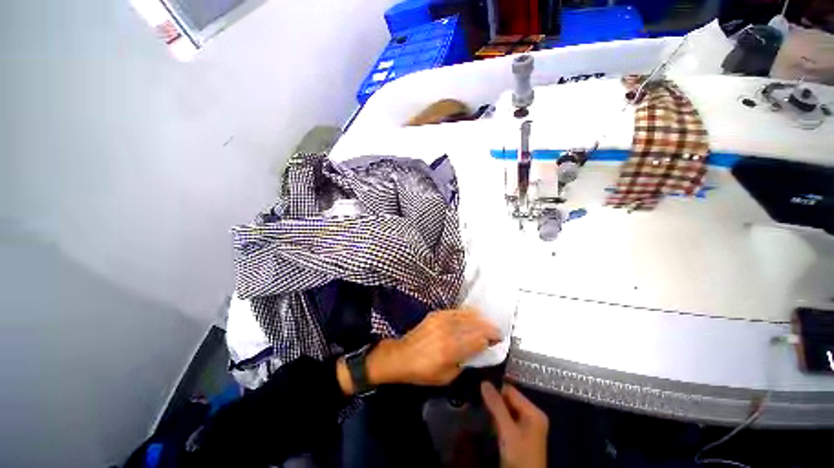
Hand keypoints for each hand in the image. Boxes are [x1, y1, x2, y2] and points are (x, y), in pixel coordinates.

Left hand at [372, 309, 500, 386]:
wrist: (401, 356)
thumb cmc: (423, 372)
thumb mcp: (446, 376)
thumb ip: (464, 363)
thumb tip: (477, 351)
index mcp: (451, 350)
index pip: (477, 341)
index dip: (489, 339)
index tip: (497, 340)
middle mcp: (448, 332)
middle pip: (474, 326)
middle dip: (489, 328)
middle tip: (497, 331)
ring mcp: (441, 320)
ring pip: (466, 316)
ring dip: (480, 319)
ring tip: (488, 322)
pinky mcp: (436, 314)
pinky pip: (455, 311)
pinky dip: (467, 312)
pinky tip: (473, 313)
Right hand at [481, 382, 548, 467]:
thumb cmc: (519, 456)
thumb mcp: (507, 430)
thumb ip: (496, 405)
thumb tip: (484, 382)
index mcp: (534, 412)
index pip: (511, 391)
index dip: (495, 391)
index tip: (479, 392)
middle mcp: (532, 416)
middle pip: (509, 400)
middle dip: (495, 402)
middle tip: (480, 404)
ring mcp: (526, 427)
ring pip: (506, 411)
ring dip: (495, 413)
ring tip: (482, 413)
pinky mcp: (520, 437)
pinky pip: (507, 421)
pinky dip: (498, 422)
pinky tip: (490, 425)